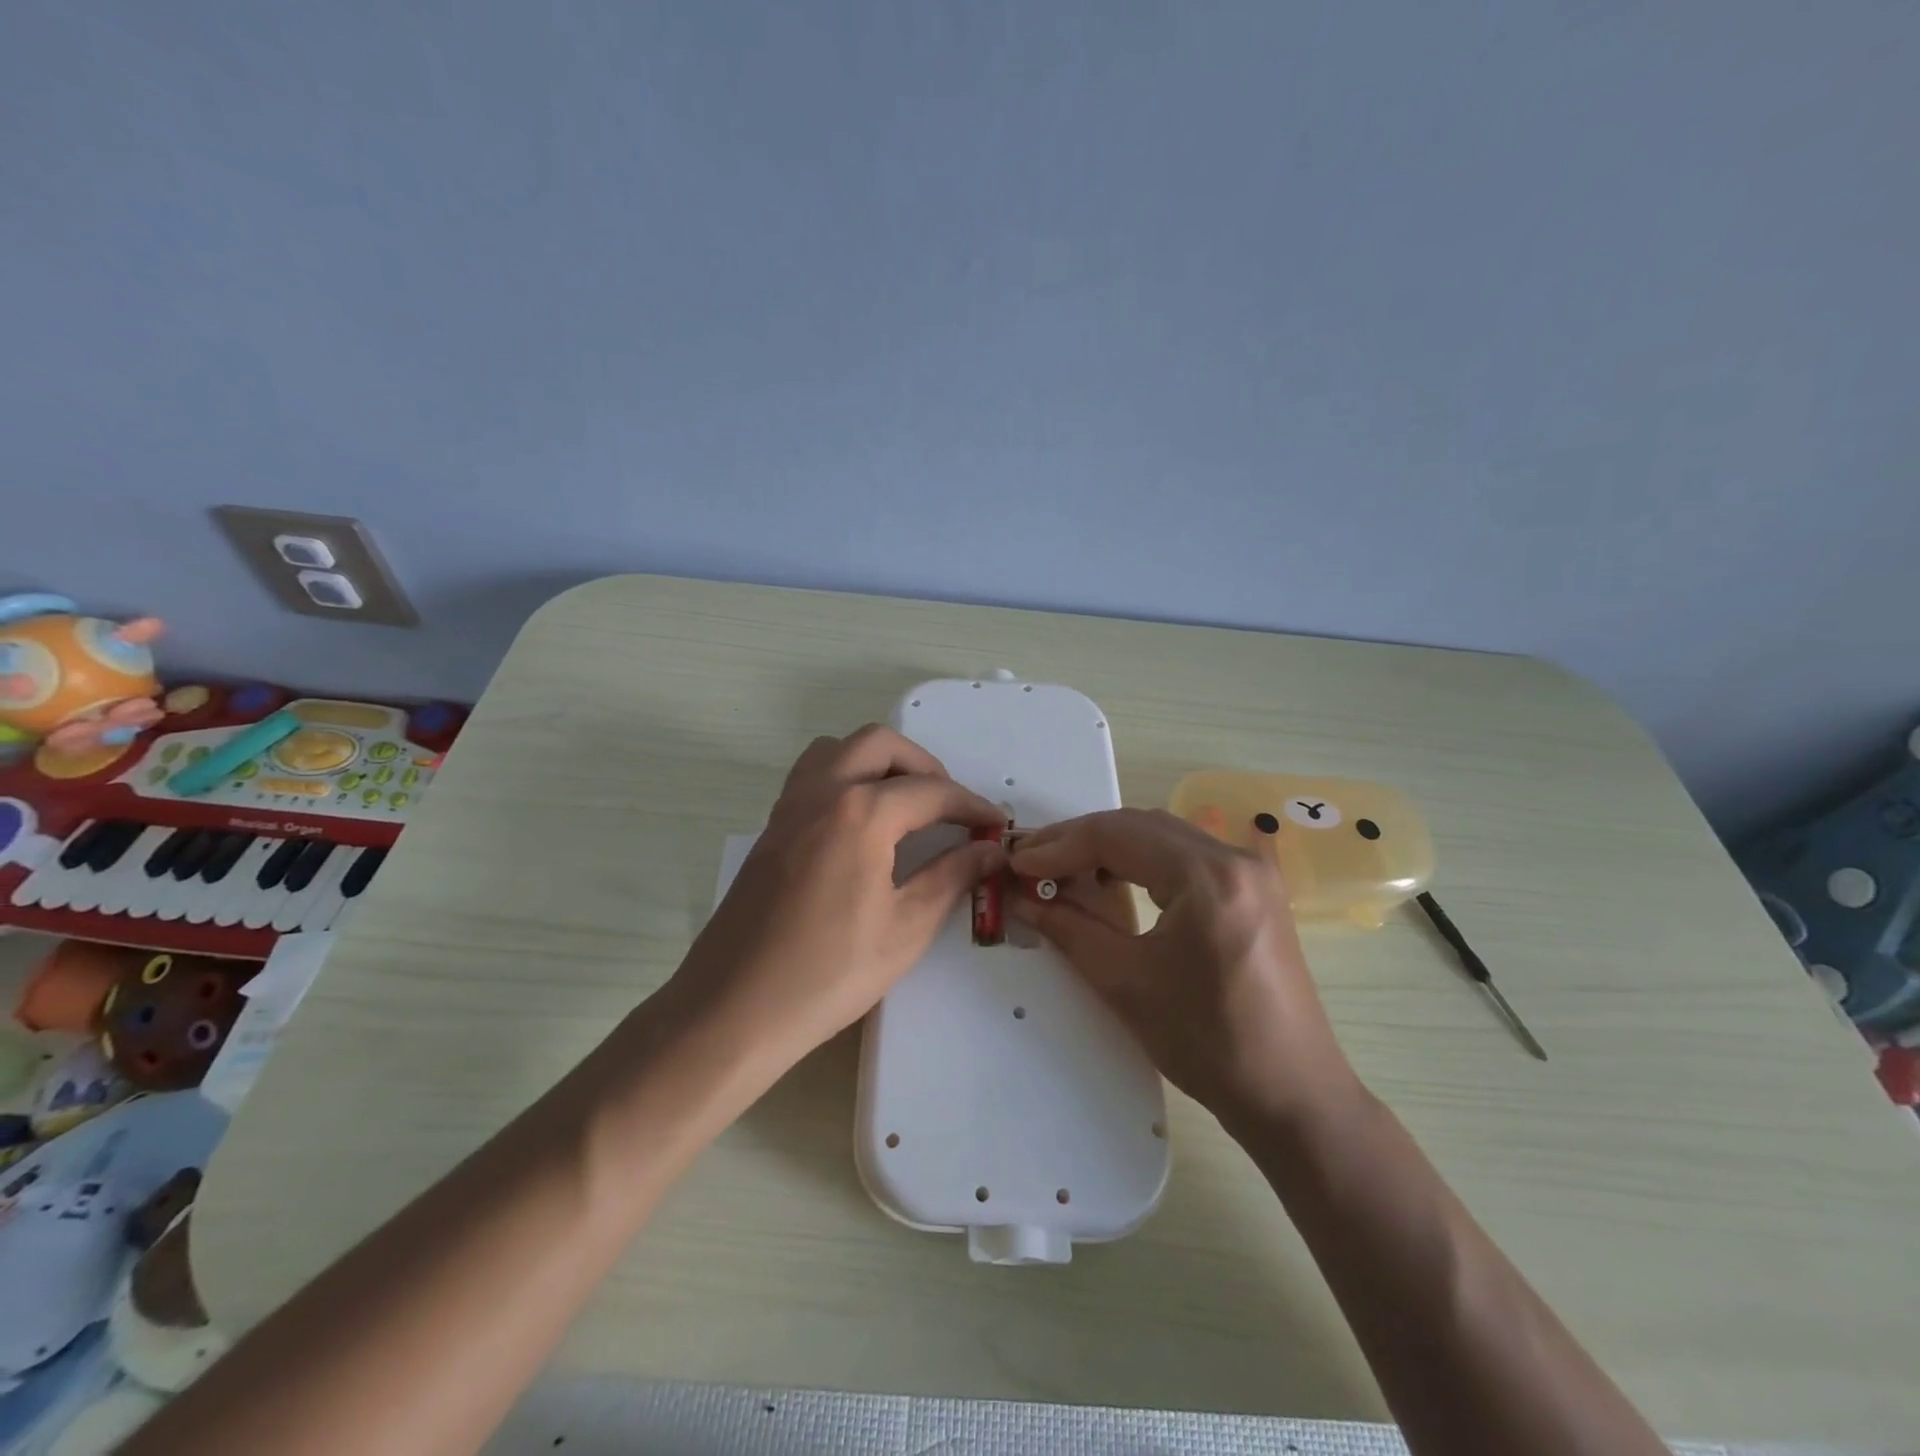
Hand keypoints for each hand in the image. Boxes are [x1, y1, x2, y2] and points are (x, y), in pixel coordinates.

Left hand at [672, 725, 1005, 1071]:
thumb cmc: (829, 973)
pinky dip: (845, 777)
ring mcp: (789, 807)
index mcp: (861, 813)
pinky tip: (861, 825)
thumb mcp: (906, 928)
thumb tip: (990, 850)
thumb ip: (952, 877)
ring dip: (878, 761)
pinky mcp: (771, 829)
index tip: (995, 825)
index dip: (971, 806)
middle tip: (948, 807)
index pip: (931, 791)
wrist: (733, 1008)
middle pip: (880, 744)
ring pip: (838, 749)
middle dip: (924, 765)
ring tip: (904, 803)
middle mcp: (822, 792)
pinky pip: (812, 776)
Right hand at [1009, 808, 1355, 1125]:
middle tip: (1033, 861)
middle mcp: (1234, 857)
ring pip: (1163, 834)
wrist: (1292, 1095)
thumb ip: (1069, 929)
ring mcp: (1251, 870)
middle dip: (1080, 839)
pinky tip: (1116, 879)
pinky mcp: (1255, 889)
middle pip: (1140, 825)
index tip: (1018, 863)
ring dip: (1111, 845)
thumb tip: (1024, 898)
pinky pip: (1186, 853)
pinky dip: (1143, 858)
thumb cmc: (1208, 1043)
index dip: (1059, 846)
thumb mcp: (1127, 983)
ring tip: (1065, 869)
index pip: (1117, 836)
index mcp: (1207, 876)